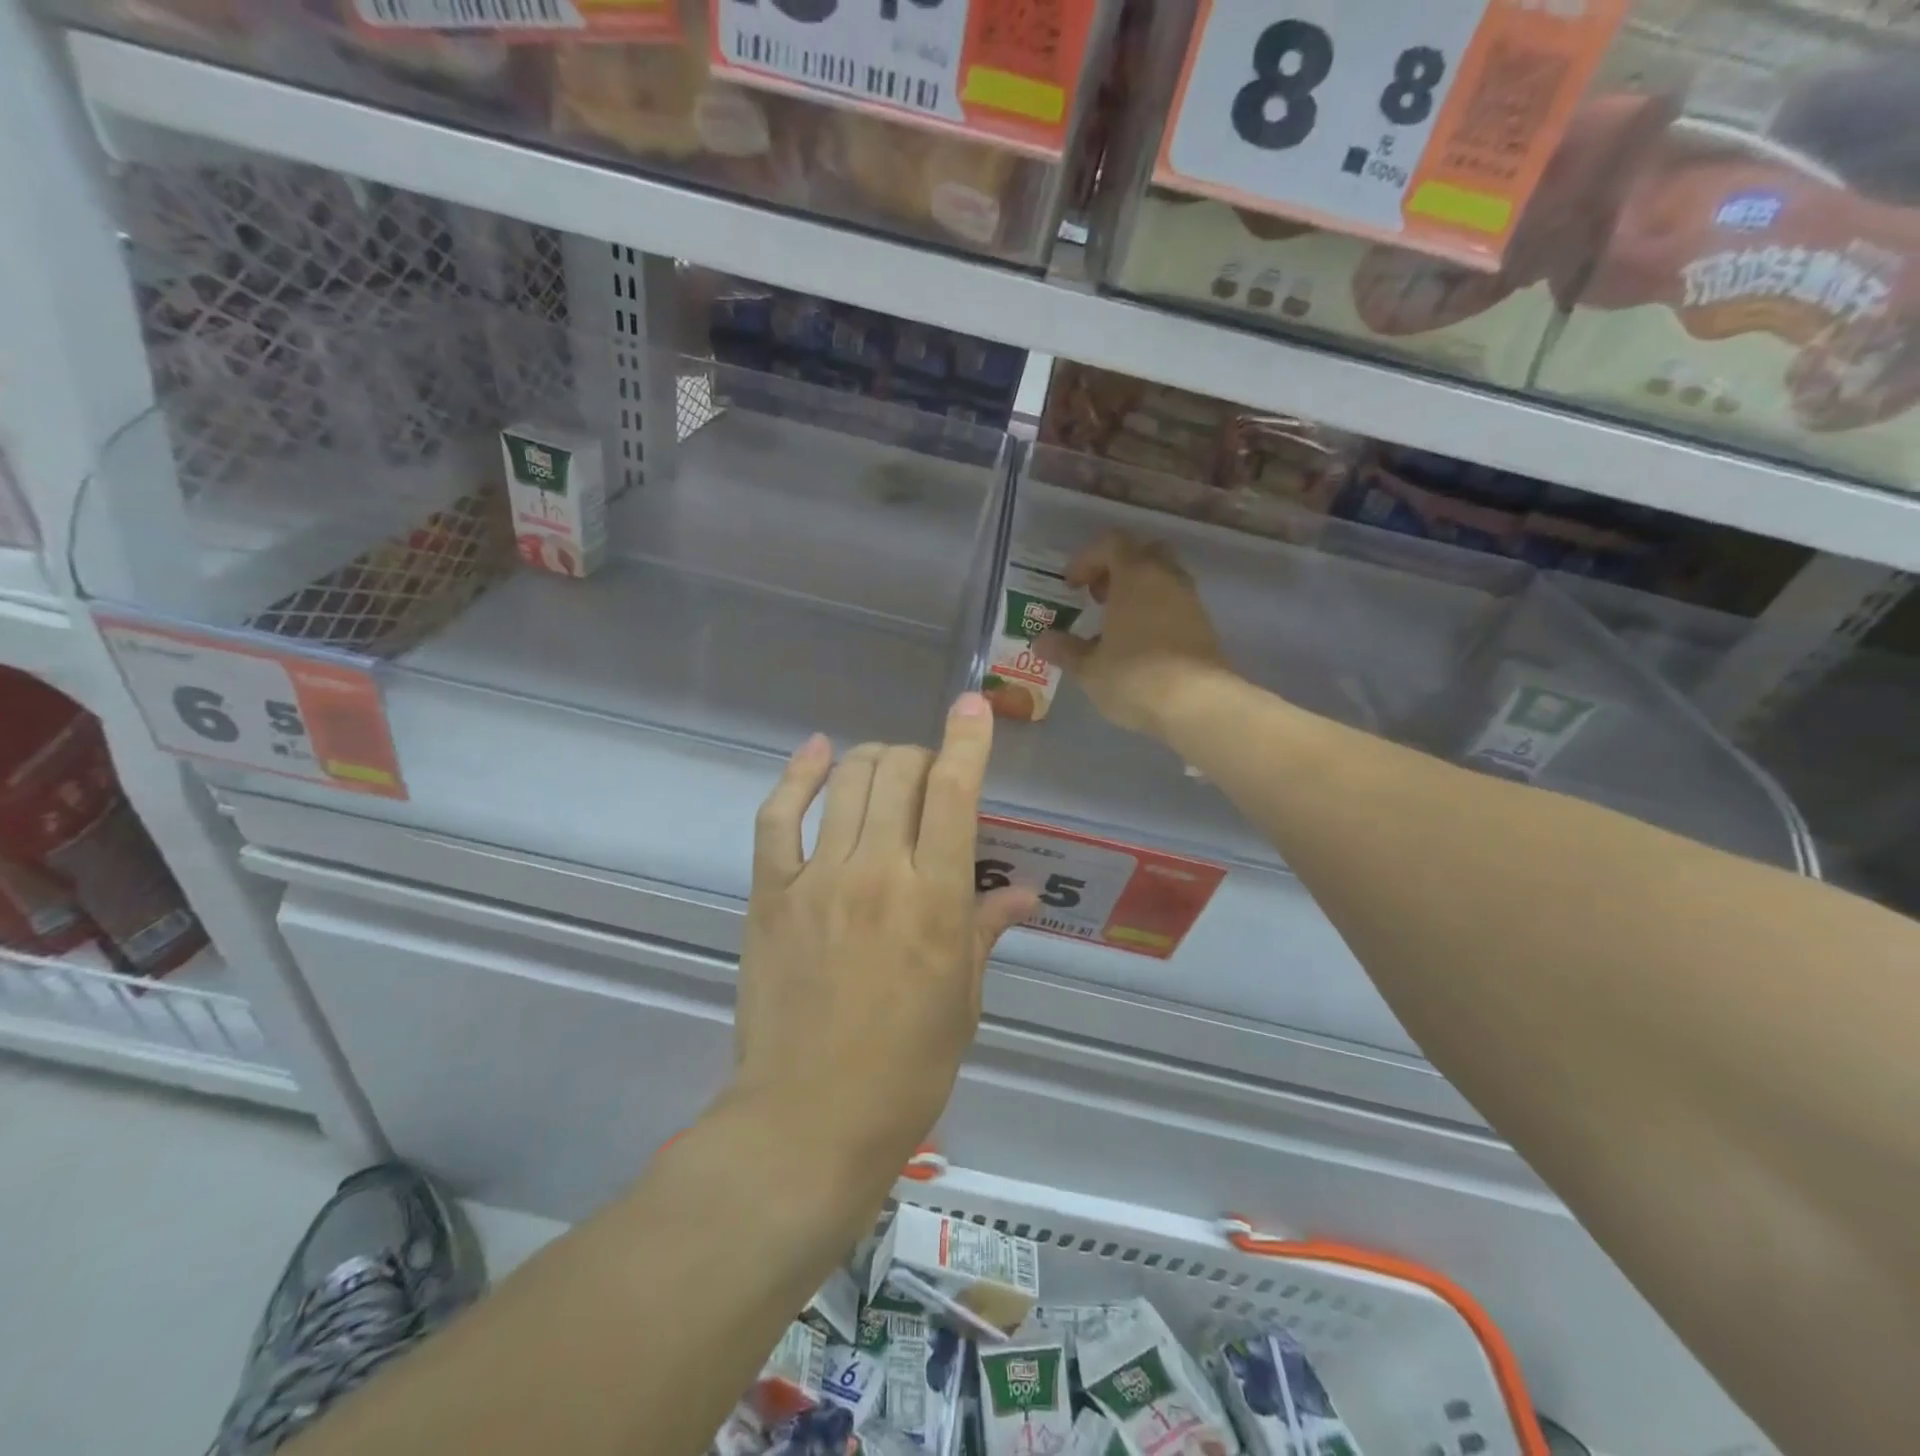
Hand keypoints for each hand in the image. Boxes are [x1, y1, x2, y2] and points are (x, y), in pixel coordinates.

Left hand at [733, 694, 1037, 1177]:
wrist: (808, 1120)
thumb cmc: (906, 1070)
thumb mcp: (963, 1000)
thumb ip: (987, 931)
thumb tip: (1025, 894)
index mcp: (937, 900)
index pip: (956, 793)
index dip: (967, 740)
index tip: (973, 706)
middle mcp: (878, 872)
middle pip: (898, 772)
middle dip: (920, 756)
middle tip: (928, 776)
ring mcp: (818, 879)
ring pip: (845, 780)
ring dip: (871, 759)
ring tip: (883, 768)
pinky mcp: (771, 894)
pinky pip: (778, 816)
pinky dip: (796, 775)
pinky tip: (814, 752)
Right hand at [1034, 531, 1232, 737]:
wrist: (1198, 705)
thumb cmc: (1135, 677)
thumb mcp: (1089, 668)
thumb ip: (1065, 650)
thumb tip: (1041, 641)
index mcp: (1135, 575)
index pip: (1111, 543)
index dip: (1086, 559)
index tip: (1070, 586)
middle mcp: (1166, 578)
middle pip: (1142, 554)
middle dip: (1116, 569)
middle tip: (1097, 597)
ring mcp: (1190, 601)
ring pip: (1162, 579)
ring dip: (1137, 592)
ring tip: (1115, 624)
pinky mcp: (1204, 626)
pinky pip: (1174, 604)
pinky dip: (1155, 612)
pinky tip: (1139, 644)